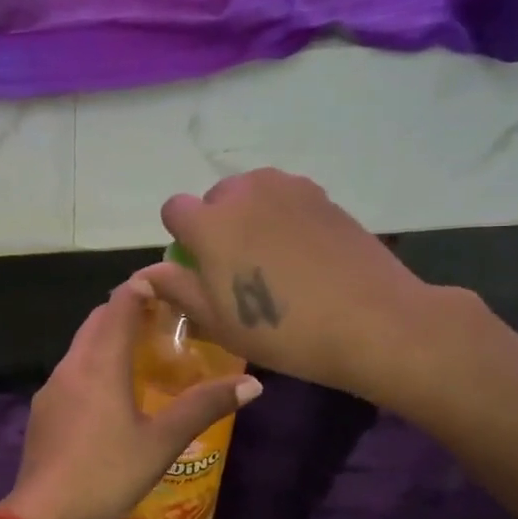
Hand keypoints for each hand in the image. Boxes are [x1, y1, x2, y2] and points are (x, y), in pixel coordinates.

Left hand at [1, 279, 262, 518]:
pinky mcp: (43, 411)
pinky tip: (113, 396)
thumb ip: (204, 407)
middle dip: (130, 311)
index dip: (145, 286)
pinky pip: (73, 373)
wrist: (42, 515)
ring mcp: (52, 388)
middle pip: (99, 320)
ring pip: (83, 346)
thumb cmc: (107, 473)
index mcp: (100, 362)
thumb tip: (253, 384)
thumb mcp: (162, 442)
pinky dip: (96, 366)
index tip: (174, 285)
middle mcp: (72, 364)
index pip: (121, 302)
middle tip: (167, 321)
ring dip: (110, 339)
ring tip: (145, 355)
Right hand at [140, 168, 484, 404]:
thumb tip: (147, 273)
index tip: (198, 268)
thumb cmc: (281, 330)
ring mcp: (288, 189)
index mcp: (210, 223)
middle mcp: (245, 193)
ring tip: (273, 259)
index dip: (181, 238)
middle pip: (216, 198)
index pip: (174, 209)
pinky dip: (284, 218)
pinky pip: (287, 199)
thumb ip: (177, 289)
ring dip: (251, 217)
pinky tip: (304, 254)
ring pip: (253, 194)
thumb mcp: (218, 321)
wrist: (370, 321)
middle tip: (239, 268)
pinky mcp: (323, 196)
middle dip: (217, 224)